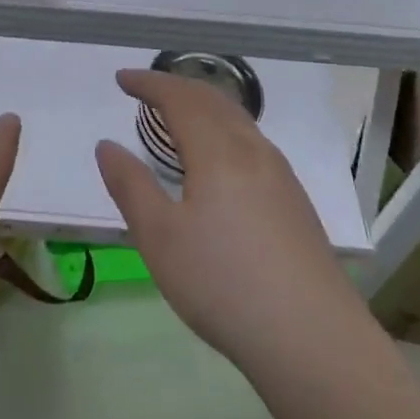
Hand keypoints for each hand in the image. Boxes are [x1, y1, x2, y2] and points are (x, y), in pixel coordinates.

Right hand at [95, 69, 359, 376]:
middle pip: (212, 100)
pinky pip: (252, 142)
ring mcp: (280, 174)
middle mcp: (252, 150)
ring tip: (180, 116)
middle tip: (147, 90)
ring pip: (238, 119)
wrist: (313, 338)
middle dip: (177, 87)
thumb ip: (130, 186)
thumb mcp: (160, 238)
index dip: (149, 83)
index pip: (179, 98)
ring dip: (203, 105)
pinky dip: (224, 128)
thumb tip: (106, 145)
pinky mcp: (295, 201)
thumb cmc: (224, 284)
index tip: (121, 80)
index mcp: (218, 151)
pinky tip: (221, 159)